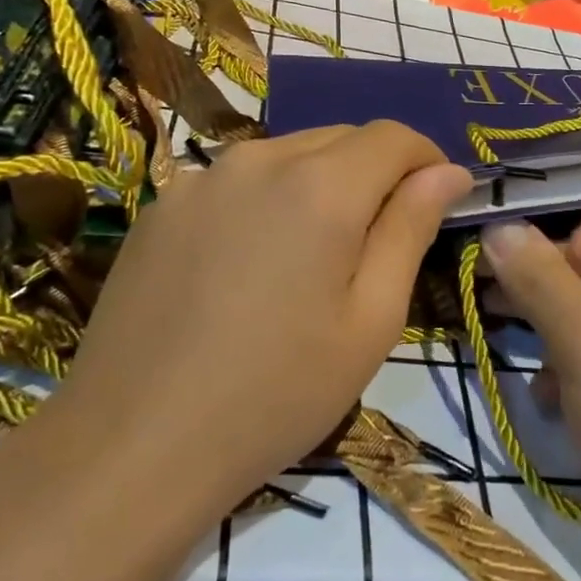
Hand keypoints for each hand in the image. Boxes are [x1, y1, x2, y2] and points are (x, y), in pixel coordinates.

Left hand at [49, 122, 470, 517]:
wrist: (133, 445)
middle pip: (340, 138)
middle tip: (380, 241)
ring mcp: (200, 177)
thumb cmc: (276, 394)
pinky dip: (267, 199)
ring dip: (321, 183)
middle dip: (375, 172)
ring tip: (314, 256)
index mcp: (320, 186)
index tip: (438, 201)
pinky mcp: (162, 205)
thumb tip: (448, 171)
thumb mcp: (370, 320)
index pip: (394, 136)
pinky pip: (237, 181)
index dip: (427, 159)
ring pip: (287, 155)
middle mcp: (259, 159)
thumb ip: (411, 229)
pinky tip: (251, 265)